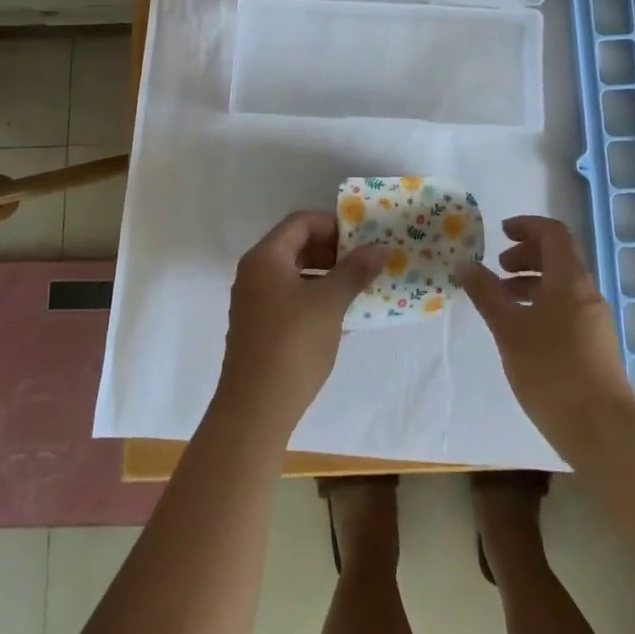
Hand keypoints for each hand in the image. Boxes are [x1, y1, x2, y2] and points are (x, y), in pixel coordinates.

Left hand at [214, 211, 385, 436]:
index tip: (363, 237)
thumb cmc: (293, 344)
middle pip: (296, 245)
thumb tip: (381, 247)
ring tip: (357, 286)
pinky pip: (289, 297)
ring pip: (294, 273)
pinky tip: (339, 315)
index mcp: (265, 257)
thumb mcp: (330, 302)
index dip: (333, 224)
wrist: (254, 411)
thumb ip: (355, 270)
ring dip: (326, 274)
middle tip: (364, 261)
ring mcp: (253, 302)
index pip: (301, 222)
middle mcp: (254, 273)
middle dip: (332, 250)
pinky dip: (314, 296)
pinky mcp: (258, 328)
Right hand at [459, 216, 634, 447]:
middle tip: (498, 268)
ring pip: (561, 285)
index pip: (553, 233)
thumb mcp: (508, 328)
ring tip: (502, 301)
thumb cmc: (551, 370)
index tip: (501, 233)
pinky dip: (542, 305)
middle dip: (526, 255)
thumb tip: (464, 262)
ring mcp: (594, 320)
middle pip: (558, 257)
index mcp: (570, 278)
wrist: (603, 432)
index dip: (527, 226)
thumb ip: (486, 292)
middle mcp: (586, 292)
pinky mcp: (594, 346)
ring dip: (531, 282)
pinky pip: (566, 308)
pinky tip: (522, 331)